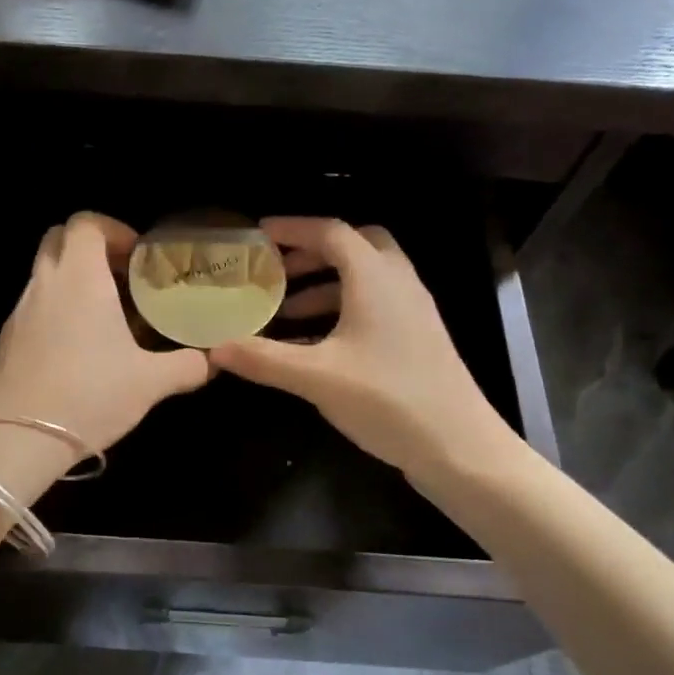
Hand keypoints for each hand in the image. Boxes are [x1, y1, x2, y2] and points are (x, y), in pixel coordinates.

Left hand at [0, 212, 211, 458]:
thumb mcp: (150, 383)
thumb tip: (210, 361)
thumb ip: (186, 366)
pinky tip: (78, 348)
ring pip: (44, 273)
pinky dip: (56, 308)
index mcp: (80, 278)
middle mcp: (45, 284)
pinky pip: (34, 306)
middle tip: (121, 276)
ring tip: (105, 314)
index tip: (137, 256)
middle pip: (59, 238)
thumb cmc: (91, 396)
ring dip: (73, 280)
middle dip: (90, 247)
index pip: (86, 222)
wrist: (21, 439)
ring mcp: (20, 310)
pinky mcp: (7, 338)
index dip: (114, 229)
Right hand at [211, 217, 523, 486]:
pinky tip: (317, 343)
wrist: (459, 445)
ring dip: (326, 283)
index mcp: (375, 278)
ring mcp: (413, 310)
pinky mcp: (418, 336)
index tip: (259, 234)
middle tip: (278, 269)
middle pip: (356, 244)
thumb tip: (214, 349)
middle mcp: (398, 282)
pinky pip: (376, 303)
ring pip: (367, 276)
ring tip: (287, 310)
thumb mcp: (316, 378)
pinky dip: (343, 307)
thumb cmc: (388, 399)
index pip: (331, 232)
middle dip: (314, 251)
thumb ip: (263, 359)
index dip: (293, 228)